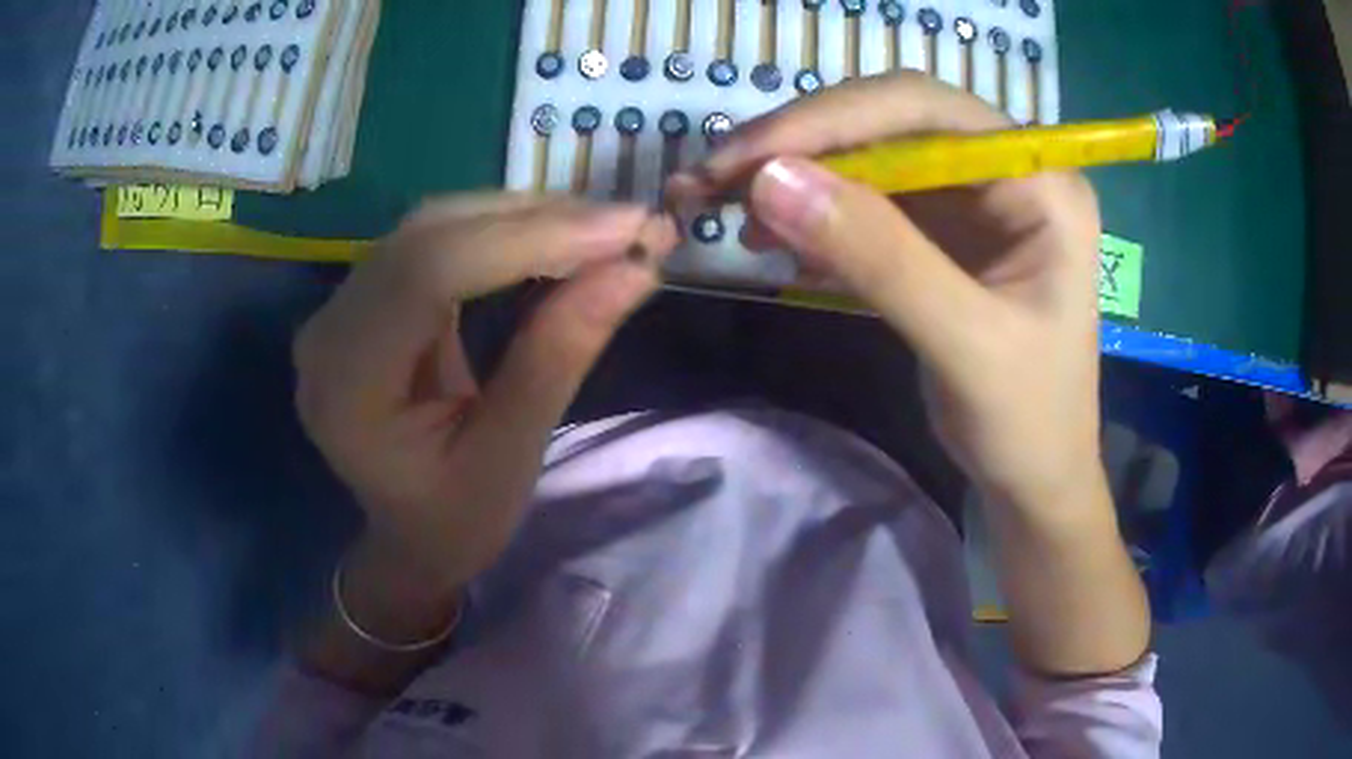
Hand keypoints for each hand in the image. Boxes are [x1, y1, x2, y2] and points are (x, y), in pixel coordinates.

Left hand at [294, 195, 676, 591]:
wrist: (410, 533)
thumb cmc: (454, 521)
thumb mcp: (511, 457)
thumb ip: (559, 356)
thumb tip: (636, 268)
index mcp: (347, 386)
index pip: (428, 274)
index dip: (529, 239)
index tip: (628, 230)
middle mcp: (328, 330)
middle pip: (429, 235)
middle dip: (537, 220)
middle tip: (631, 226)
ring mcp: (341, 306)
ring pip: (435, 225)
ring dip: (525, 217)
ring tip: (604, 230)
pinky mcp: (366, 295)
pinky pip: (435, 239)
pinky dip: (503, 230)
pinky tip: (555, 237)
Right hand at [669, 73, 1102, 514]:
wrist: (1036, 476)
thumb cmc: (1028, 420)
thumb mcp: (965, 344)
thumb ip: (880, 258)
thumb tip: (770, 181)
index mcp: (1041, 181)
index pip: (928, 110)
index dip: (833, 118)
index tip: (747, 155)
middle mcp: (1008, 171)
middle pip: (893, 122)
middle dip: (806, 144)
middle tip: (721, 177)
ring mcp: (975, 198)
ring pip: (873, 158)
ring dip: (803, 179)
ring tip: (739, 216)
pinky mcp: (945, 230)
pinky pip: (871, 201)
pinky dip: (819, 216)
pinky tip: (780, 241)